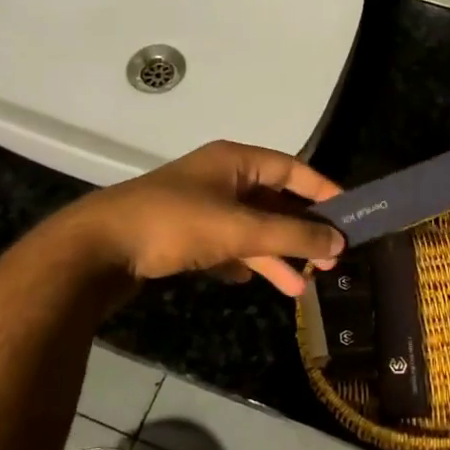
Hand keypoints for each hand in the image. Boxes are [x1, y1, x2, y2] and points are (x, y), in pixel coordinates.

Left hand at [58, 140, 345, 296]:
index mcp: (234, 161)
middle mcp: (219, 178)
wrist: (98, 249)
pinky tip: (251, 282)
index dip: (323, 192)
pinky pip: (225, 245)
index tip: (351, 216)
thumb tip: (340, 241)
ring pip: (250, 228)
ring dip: (275, 256)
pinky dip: (242, 262)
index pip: (292, 169)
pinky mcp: (182, 234)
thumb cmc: (174, 225)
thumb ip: (293, 235)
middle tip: (329, 261)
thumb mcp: (240, 229)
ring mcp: (200, 206)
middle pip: (273, 202)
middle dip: (300, 232)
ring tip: (300, 289)